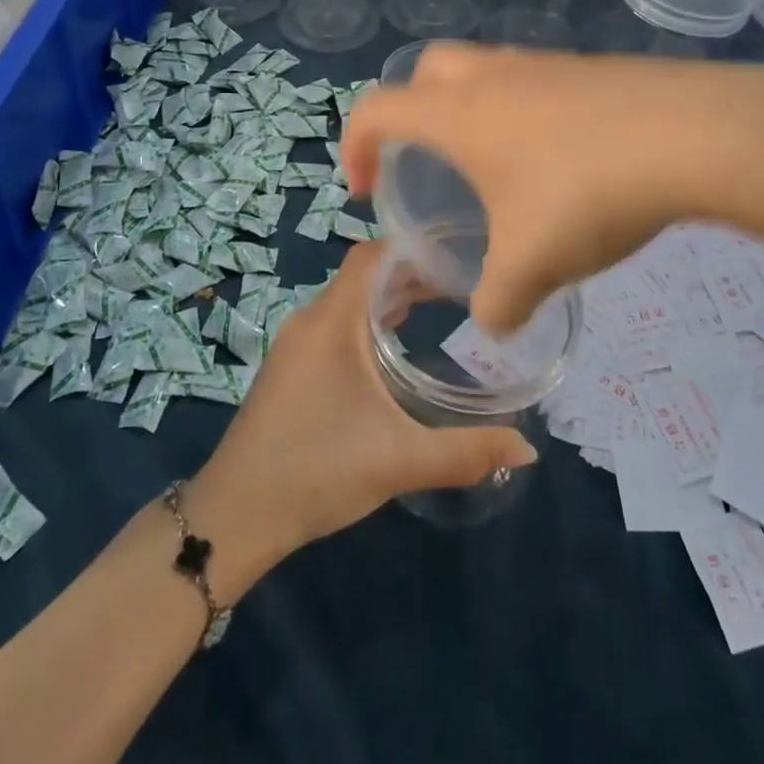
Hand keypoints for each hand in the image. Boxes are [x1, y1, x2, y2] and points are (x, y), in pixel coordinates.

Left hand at [184, 242, 537, 597]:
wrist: (235, 516)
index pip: (372, 255)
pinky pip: (337, 325)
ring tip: (439, 308)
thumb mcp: (399, 460)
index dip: (413, 248)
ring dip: (390, 300)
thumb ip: (466, 452)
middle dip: (412, 275)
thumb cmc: (318, 470)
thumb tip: (528, 448)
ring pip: (350, 301)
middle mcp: (311, 320)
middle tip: (462, 284)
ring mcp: (296, 345)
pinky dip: (369, 323)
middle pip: (365, 275)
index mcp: (333, 320)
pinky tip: (395, 350)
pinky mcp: (291, 369)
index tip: (458, 255)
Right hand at [341, 44, 763, 336]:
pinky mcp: (595, 69)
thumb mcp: (532, 264)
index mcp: (459, 113)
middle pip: (427, 70)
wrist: (695, 135)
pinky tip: (565, 162)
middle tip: (426, 160)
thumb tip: (496, 324)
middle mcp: (495, 76)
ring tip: (499, 169)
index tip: (364, 188)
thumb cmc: (586, 192)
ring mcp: (548, 65)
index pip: (377, 109)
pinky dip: (529, 114)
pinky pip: (540, 83)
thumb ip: (500, 302)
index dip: (356, 145)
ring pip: (488, 72)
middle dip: (411, 111)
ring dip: (475, 111)